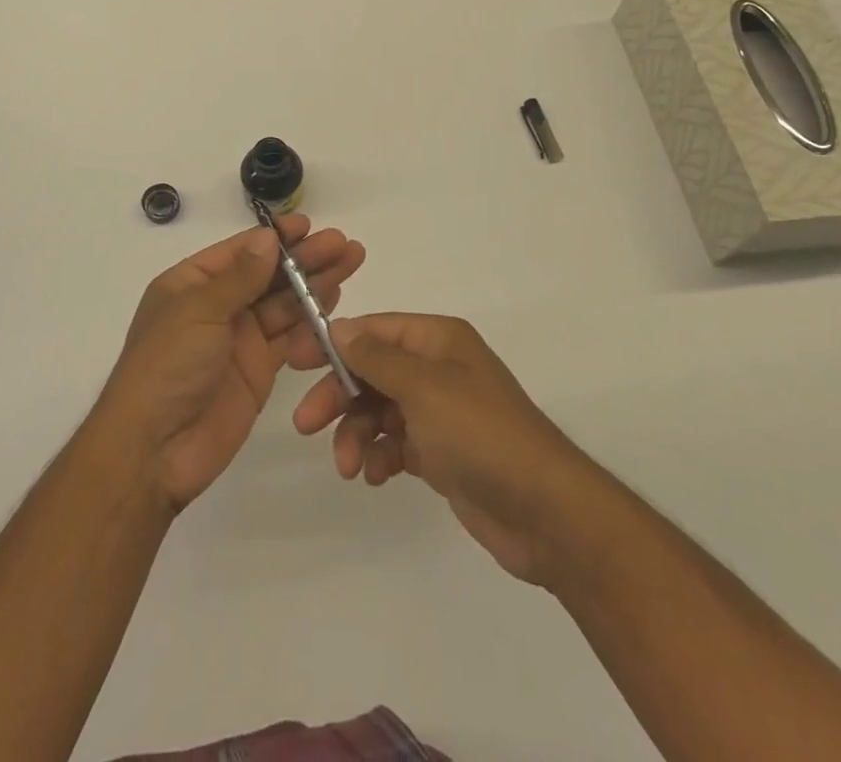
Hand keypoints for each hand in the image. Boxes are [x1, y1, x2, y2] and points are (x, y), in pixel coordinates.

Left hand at [96, 216, 364, 512]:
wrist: (155, 450)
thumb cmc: (167, 367)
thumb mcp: (198, 312)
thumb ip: (239, 277)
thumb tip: (268, 238)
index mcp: (191, 284)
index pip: (240, 251)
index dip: (275, 238)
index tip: (309, 225)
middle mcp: (217, 306)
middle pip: (267, 275)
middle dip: (304, 258)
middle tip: (343, 245)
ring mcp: (239, 338)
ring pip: (283, 303)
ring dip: (315, 283)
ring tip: (350, 262)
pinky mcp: (258, 369)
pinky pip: (289, 337)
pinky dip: (311, 321)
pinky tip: (335, 302)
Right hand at [290, 312, 582, 584]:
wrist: (545, 513)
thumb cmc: (481, 434)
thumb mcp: (423, 387)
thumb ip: (375, 357)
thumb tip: (337, 326)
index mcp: (437, 340)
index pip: (373, 329)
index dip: (333, 343)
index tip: (295, 362)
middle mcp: (437, 369)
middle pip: (371, 371)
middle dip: (339, 396)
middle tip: (307, 425)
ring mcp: (439, 412)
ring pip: (379, 410)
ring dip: (357, 434)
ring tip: (350, 467)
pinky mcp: (441, 453)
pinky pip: (396, 443)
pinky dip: (380, 456)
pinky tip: (376, 477)